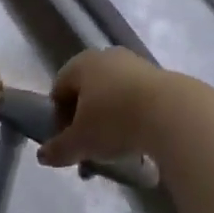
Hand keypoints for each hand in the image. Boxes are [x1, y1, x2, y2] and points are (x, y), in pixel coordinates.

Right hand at [36, 47, 188, 169]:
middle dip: (86, 124)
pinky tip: (138, 143)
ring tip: (116, 154)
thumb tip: (42, 156)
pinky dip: (132, 119)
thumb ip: (58, 149)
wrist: (171, 112)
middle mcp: (106, 57)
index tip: (68, 143)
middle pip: (87, 93)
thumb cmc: (114, 121)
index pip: (59, 89)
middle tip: (90, 152)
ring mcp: (134, 64)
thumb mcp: (80, 142)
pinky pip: (135, 100)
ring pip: (112, 97)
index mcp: (81, 64)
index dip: (58, 118)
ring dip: (110, 124)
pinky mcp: (158, 76)